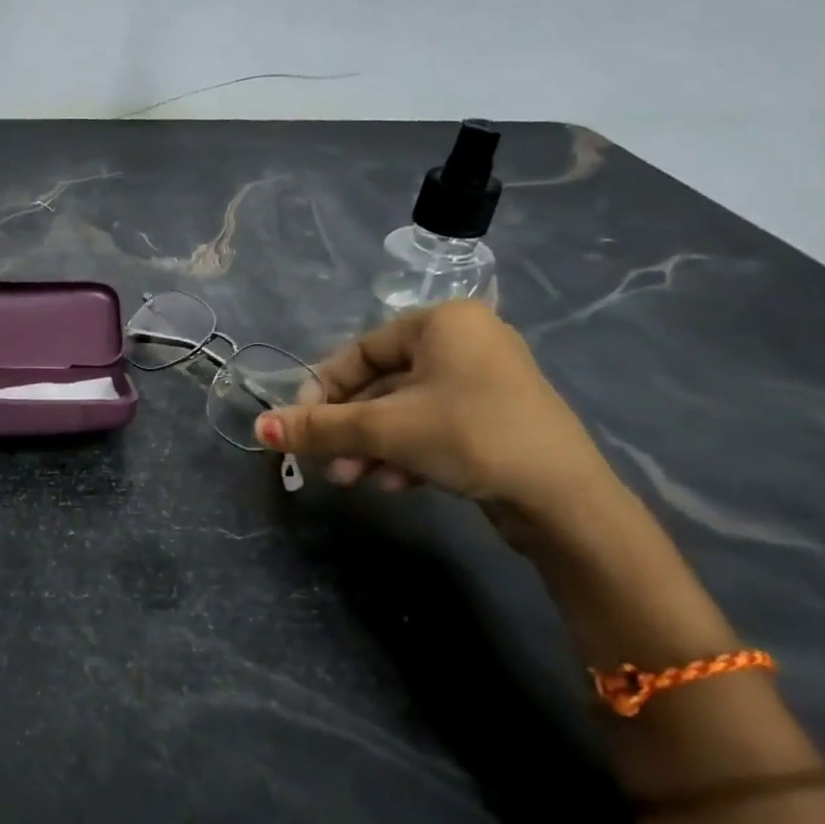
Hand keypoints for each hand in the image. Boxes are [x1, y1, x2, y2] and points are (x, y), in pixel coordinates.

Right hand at [255, 300, 612, 517]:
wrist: (566, 501)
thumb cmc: (470, 436)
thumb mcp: (384, 429)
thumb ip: (319, 427)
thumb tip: (258, 429)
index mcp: (442, 322)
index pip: (359, 351)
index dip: (322, 389)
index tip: (300, 425)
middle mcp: (464, 342)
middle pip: (379, 385)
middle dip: (349, 428)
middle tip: (324, 462)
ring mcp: (482, 382)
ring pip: (403, 411)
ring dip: (370, 446)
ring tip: (353, 480)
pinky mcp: (493, 419)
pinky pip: (431, 426)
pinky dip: (405, 451)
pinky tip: (394, 483)